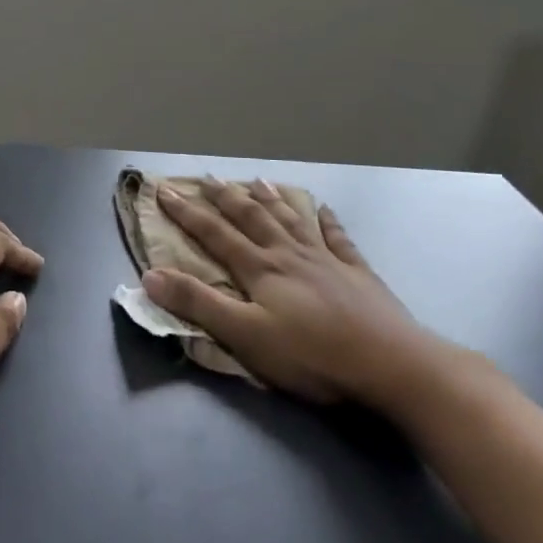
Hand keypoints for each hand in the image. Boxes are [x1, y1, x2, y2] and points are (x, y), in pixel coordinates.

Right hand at [142, 178, 455, 411]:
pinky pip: (339, 239)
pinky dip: (328, 222)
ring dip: (270, 200)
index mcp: (260, 269)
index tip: (164, 191)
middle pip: (252, 218)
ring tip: (256, 181)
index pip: (214, 234)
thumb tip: (150, 275)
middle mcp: (289, 254)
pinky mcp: (358, 274)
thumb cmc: (312, 355)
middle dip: (225, 197)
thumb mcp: (245, 336)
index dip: (187, 212)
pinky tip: (324, 209)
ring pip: (291, 220)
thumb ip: (198, 304)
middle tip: (207, 177)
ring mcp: (327, 260)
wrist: (392, 364)